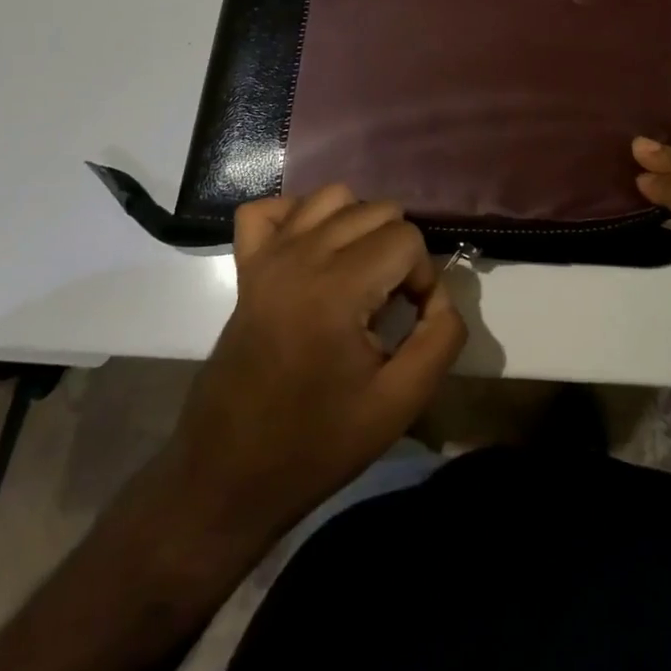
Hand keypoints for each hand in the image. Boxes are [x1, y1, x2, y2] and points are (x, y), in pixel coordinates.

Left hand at [152, 185, 465, 549]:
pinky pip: (269, 209)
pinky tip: (313, 252)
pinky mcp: (245, 267)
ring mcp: (267, 257)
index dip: (422, 277)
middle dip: (397, 250)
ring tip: (359, 274)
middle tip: (389, 304)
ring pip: (331, 197)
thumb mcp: (399, 403)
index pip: (407, 238)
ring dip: (358, 226)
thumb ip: (441, 339)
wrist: (229, 474)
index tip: (411, 321)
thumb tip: (440, 298)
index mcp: (337, 288)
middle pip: (376, 209)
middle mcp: (300, 256)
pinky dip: (297, 217)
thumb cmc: (316, 443)